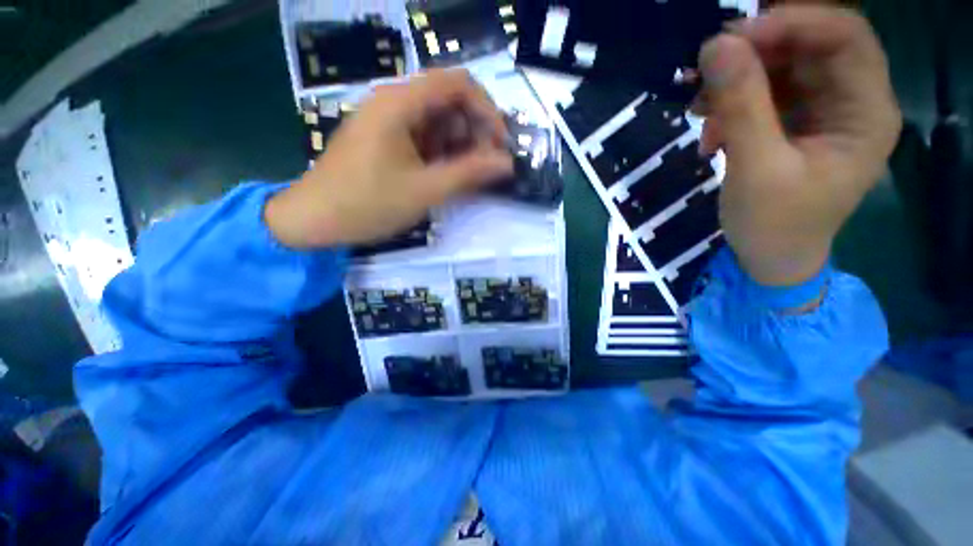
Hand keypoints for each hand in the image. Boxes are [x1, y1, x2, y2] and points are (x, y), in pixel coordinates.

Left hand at [265, 69, 513, 248]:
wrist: (314, 219)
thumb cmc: (368, 203)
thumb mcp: (425, 191)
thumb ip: (469, 174)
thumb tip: (507, 163)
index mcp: (400, 103)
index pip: (458, 83)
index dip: (487, 110)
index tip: (501, 144)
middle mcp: (394, 102)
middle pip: (449, 101)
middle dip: (475, 131)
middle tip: (486, 166)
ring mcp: (388, 121)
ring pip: (438, 121)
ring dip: (459, 146)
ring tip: (467, 177)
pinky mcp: (386, 139)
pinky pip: (423, 137)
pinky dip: (441, 154)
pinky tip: (445, 176)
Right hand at [697, 6, 901, 285]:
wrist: (770, 258)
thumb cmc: (773, 225)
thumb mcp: (756, 167)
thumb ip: (741, 106)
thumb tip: (716, 46)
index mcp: (866, 113)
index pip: (845, 36)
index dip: (793, 23)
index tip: (734, 38)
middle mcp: (853, 102)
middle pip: (811, 48)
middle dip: (755, 53)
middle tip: (704, 72)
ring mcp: (824, 112)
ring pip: (784, 68)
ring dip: (737, 82)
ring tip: (699, 111)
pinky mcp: (797, 124)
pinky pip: (767, 94)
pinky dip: (733, 104)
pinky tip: (710, 131)